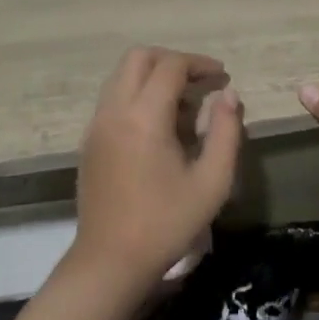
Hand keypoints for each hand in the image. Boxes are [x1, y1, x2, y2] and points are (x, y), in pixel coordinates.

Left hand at [70, 46, 244, 286]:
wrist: (110, 262)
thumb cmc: (166, 223)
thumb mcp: (212, 182)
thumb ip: (226, 131)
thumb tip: (229, 94)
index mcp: (144, 116)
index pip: (171, 66)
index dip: (200, 64)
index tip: (222, 76)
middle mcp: (115, 110)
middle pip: (139, 57)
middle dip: (172, 60)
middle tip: (200, 82)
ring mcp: (96, 124)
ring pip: (122, 75)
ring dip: (153, 76)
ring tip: (183, 103)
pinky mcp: (89, 140)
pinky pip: (113, 97)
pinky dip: (137, 94)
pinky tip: (159, 125)